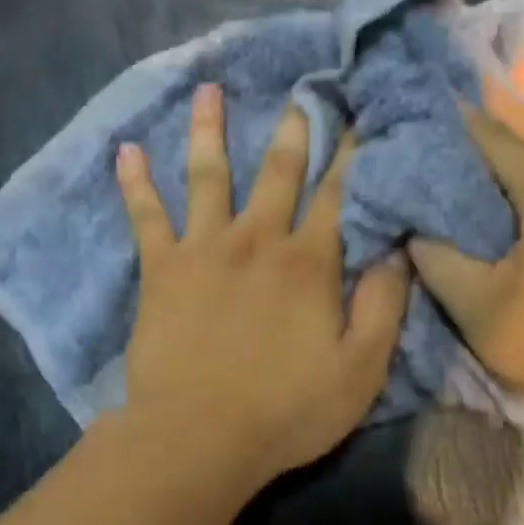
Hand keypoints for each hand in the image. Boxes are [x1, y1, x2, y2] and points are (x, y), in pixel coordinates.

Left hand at [115, 84, 409, 487]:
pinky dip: (136, 182)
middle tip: (300, 88)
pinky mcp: (161, 267)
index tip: (359, 115)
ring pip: (209, 175)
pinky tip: (126, 149)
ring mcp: (204, 247)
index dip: (353, 154)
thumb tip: (397, 248)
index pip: (338, 195)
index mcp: (309, 263)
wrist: (198, 436)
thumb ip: (383, 305)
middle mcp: (257, 239)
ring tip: (208, 89)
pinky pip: (146, 215)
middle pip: (279, 171)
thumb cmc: (286, 410)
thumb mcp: (360, 369)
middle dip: (294, 128)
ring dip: (210, 130)